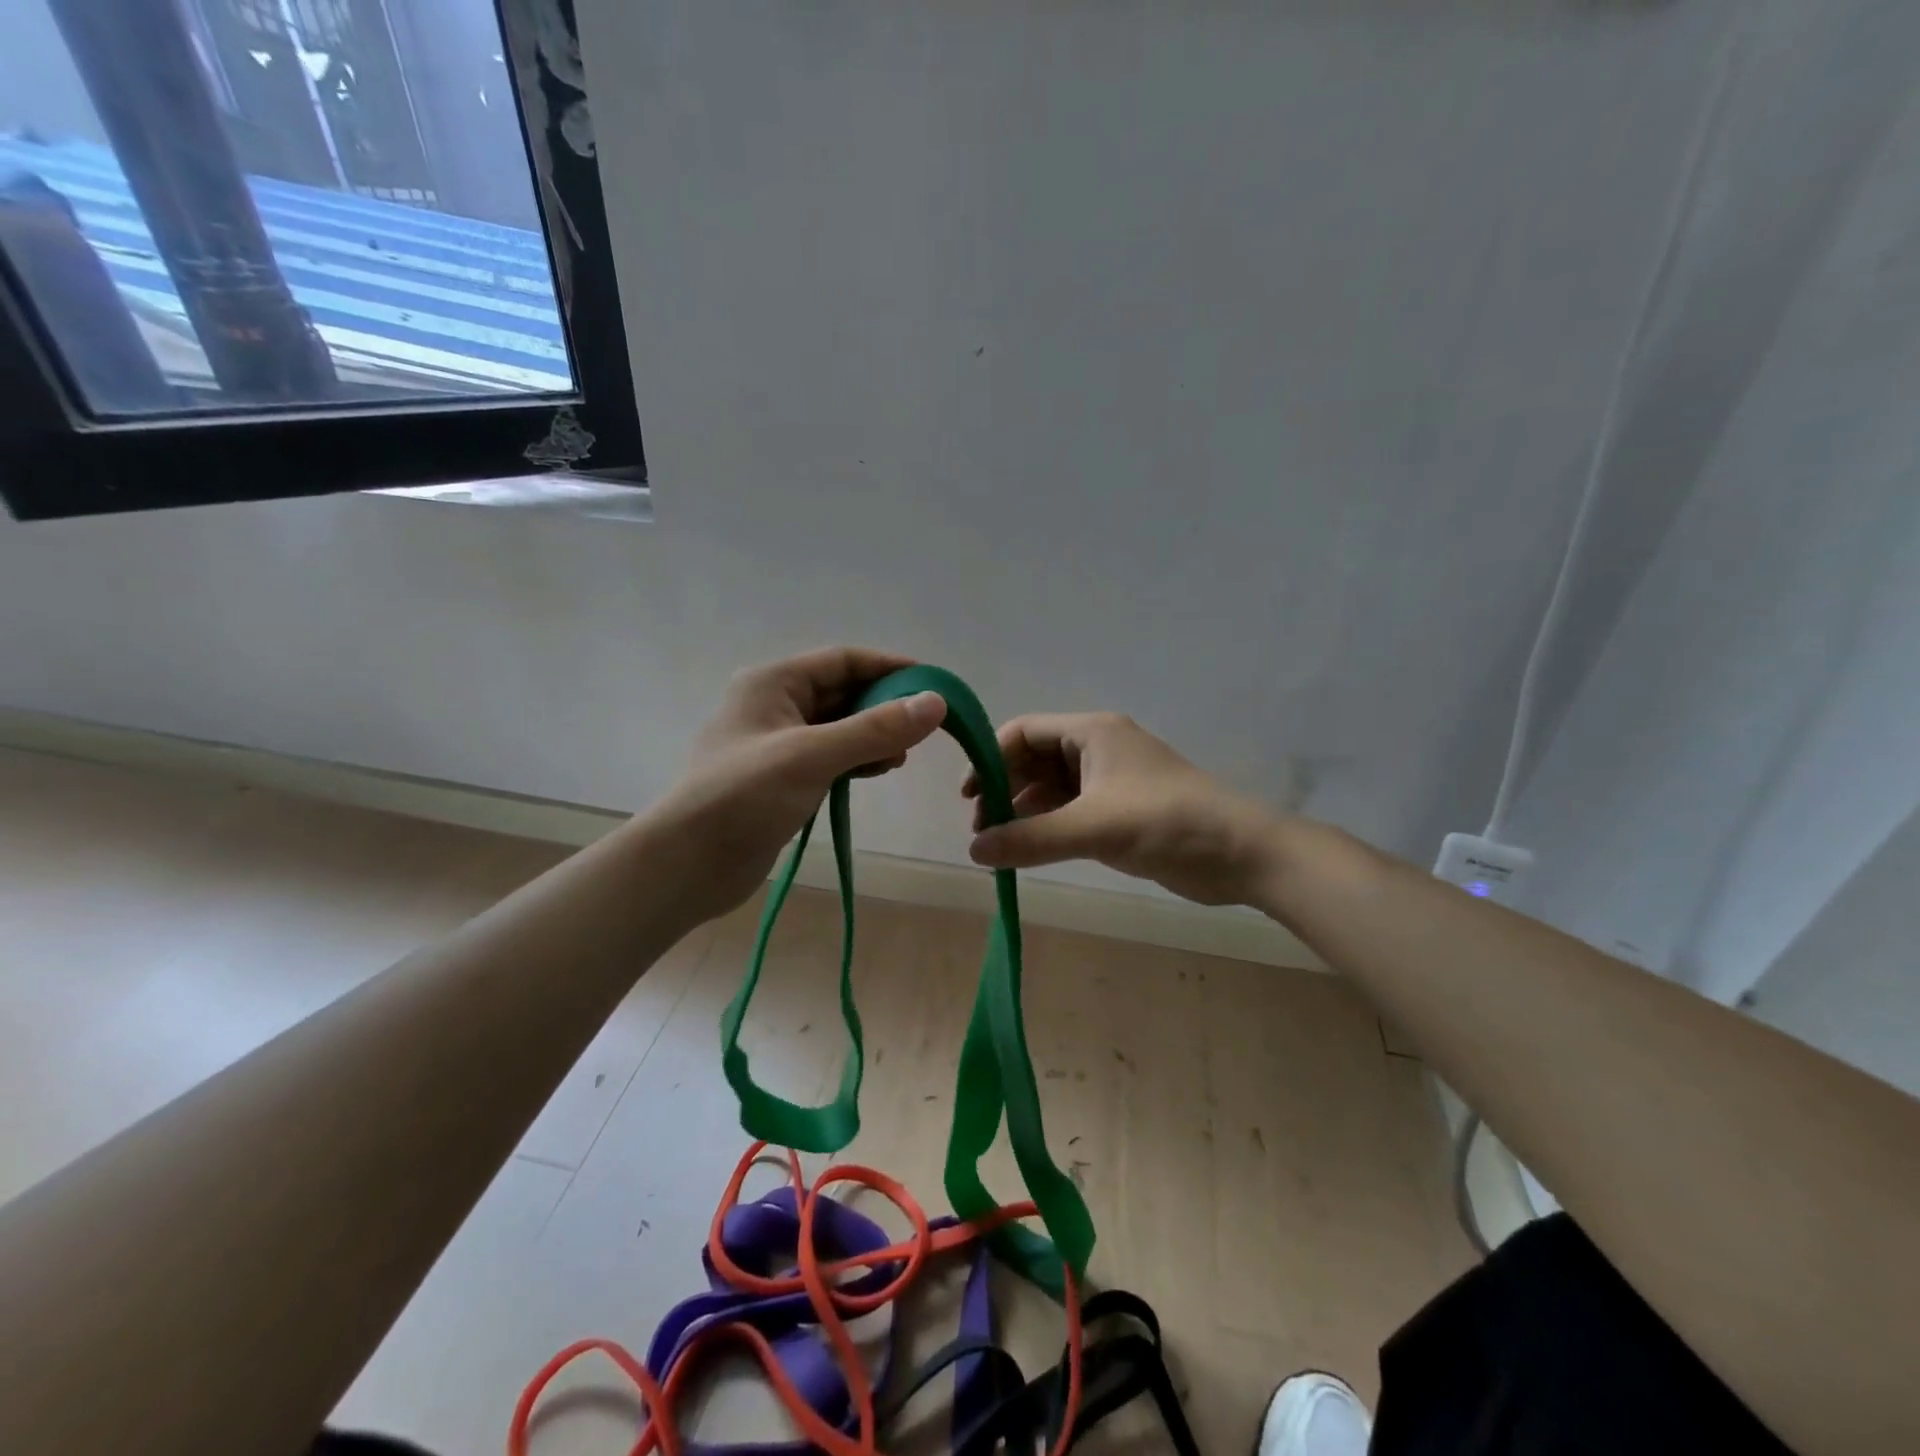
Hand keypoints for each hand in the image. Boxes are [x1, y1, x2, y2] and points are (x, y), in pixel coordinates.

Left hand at [653, 647, 945, 922]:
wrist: (687, 864)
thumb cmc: (743, 797)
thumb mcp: (812, 756)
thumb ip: (875, 729)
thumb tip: (937, 703)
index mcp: (773, 682)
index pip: (843, 660)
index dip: (889, 667)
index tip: (934, 684)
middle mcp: (775, 704)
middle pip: (843, 692)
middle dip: (884, 705)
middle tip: (925, 726)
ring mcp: (778, 743)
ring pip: (839, 726)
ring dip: (873, 735)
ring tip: (903, 755)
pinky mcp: (782, 777)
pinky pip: (830, 755)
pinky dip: (857, 759)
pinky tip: (879, 770)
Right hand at [963, 712, 1280, 906]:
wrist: (1241, 853)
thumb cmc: (1166, 822)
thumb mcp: (1093, 828)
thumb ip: (1029, 839)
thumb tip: (973, 852)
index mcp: (1091, 732)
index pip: (1023, 733)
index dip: (990, 759)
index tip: (969, 798)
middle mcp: (1097, 748)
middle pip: (1034, 760)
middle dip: (1004, 790)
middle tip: (982, 831)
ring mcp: (1111, 780)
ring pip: (1051, 788)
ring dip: (1023, 811)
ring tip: (1000, 845)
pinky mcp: (1121, 809)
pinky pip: (1070, 810)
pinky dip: (1047, 826)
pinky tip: (1031, 850)